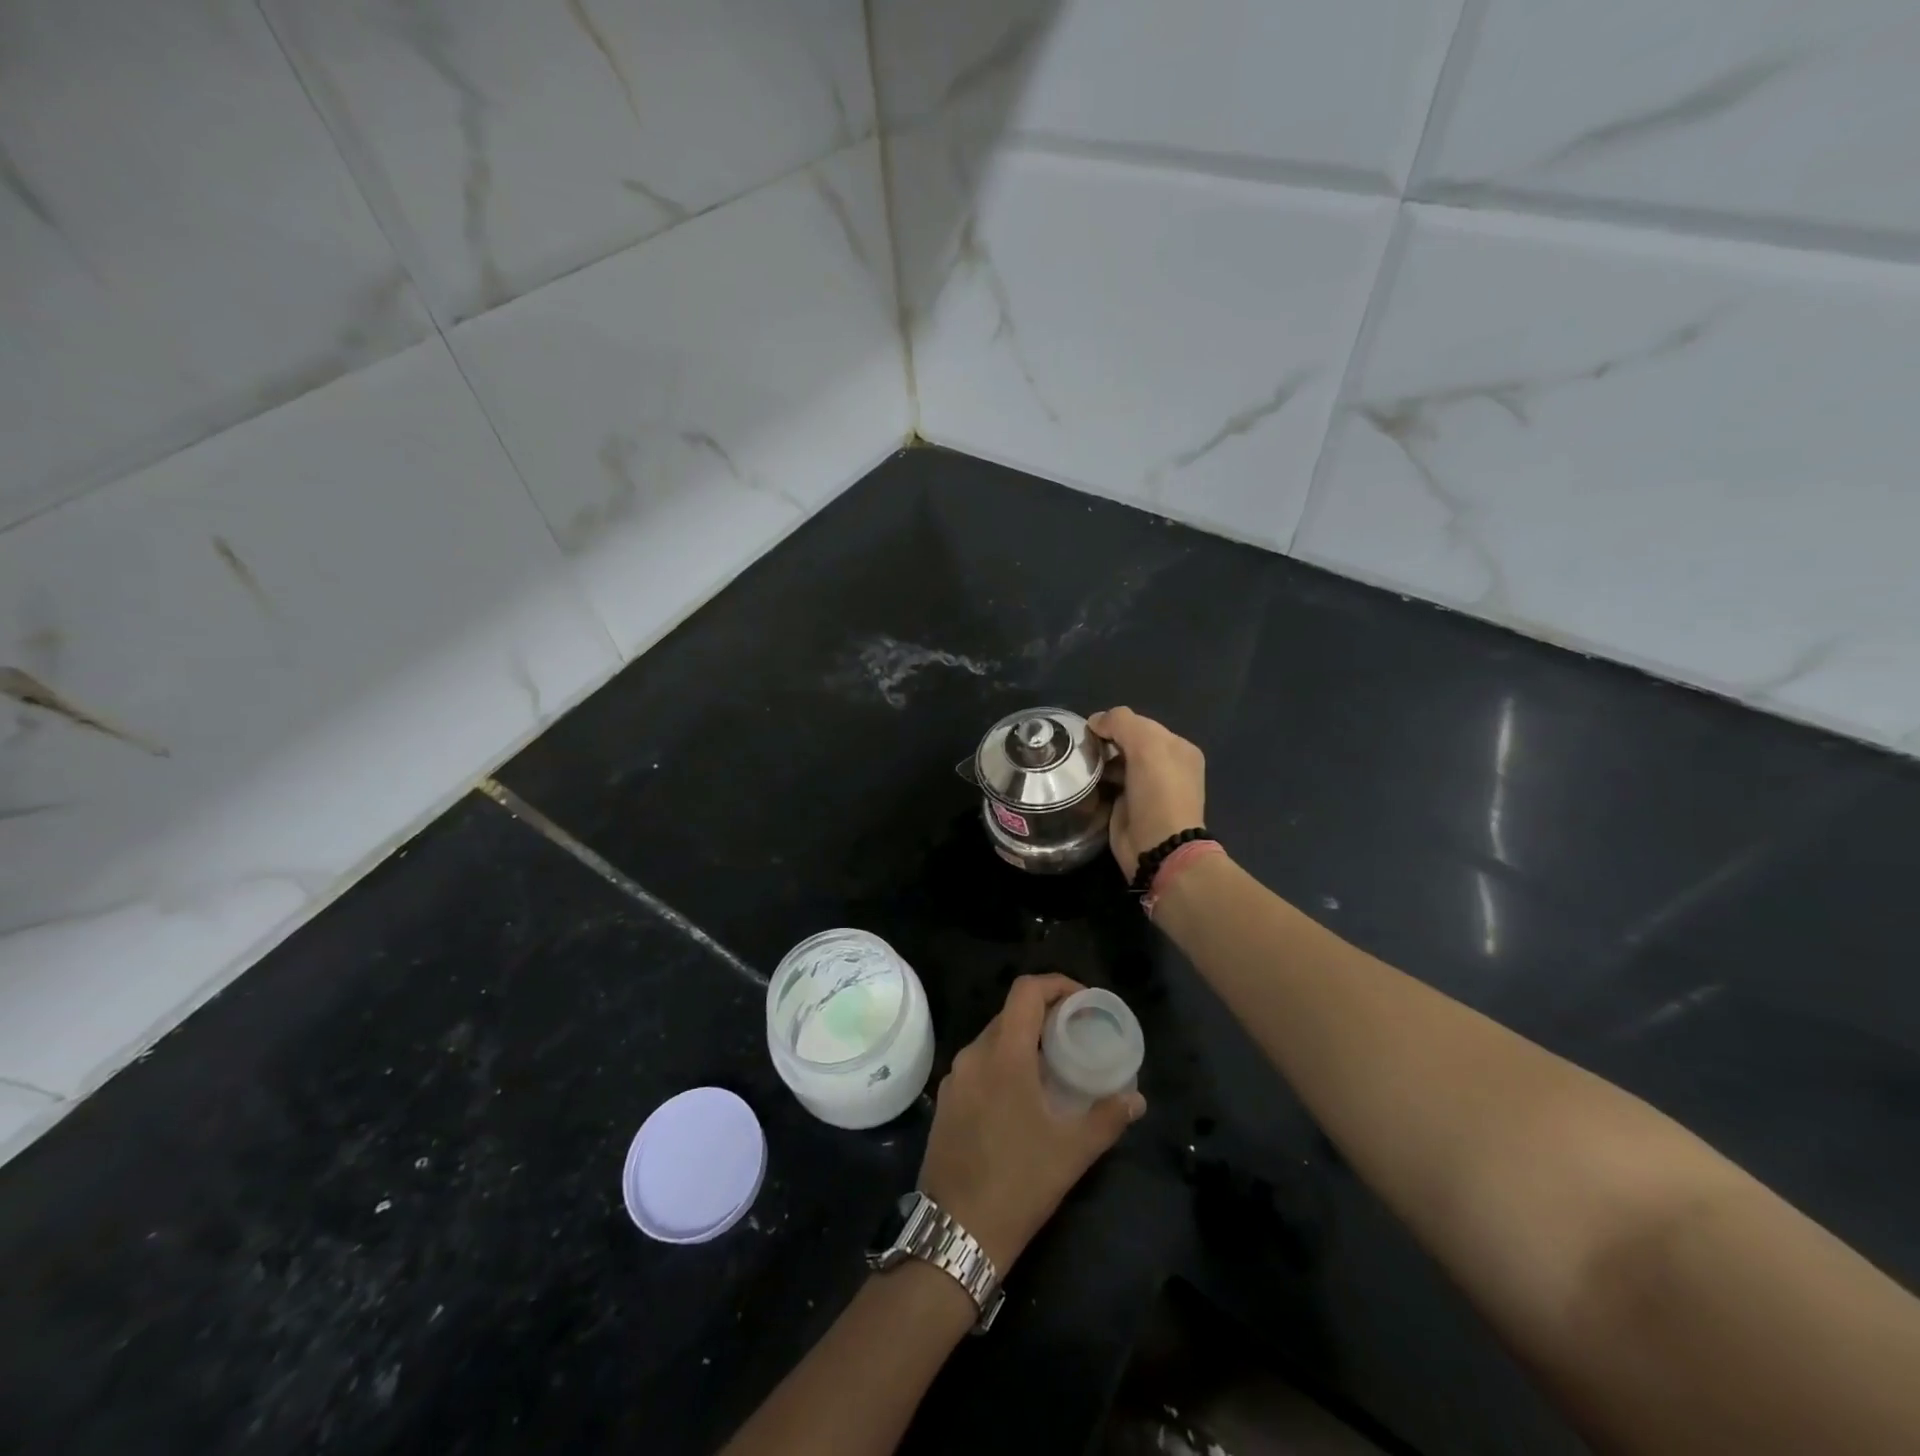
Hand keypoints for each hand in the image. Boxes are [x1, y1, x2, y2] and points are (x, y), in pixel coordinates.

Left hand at [918, 975, 1145, 1272]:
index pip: (1026, 991)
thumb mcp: (1072, 1151)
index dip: (1056, 984)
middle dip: (1043, 1014)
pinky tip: (1021, 1094)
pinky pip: (978, 1064)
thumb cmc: (1018, 1183)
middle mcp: (973, 1055)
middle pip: (1009, 1013)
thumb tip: (1136, 1099)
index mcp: (1003, 1054)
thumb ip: (1107, 1117)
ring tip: (1052, 1064)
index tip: (1083, 1001)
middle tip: (1075, 1034)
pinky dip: (1002, 1063)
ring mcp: (954, 1078)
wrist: (955, 1233)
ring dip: (1022, 1040)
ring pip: (992, 1039)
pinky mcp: (945, 1101)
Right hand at [1087, 707, 1206, 881]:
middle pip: (1126, 743)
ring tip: (1078, 765)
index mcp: (1177, 748)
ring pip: (1115, 764)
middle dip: (1105, 742)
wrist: (1158, 846)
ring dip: (1097, 762)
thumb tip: (1095, 721)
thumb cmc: (1158, 792)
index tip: (1091, 731)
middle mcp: (1165, 766)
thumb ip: (1122, 722)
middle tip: (1082, 749)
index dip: (1116, 723)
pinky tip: (1081, 782)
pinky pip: (1107, 785)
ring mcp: (1146, 788)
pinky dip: (1095, 782)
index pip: (1140, 723)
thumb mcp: (1146, 745)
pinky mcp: (1127, 807)